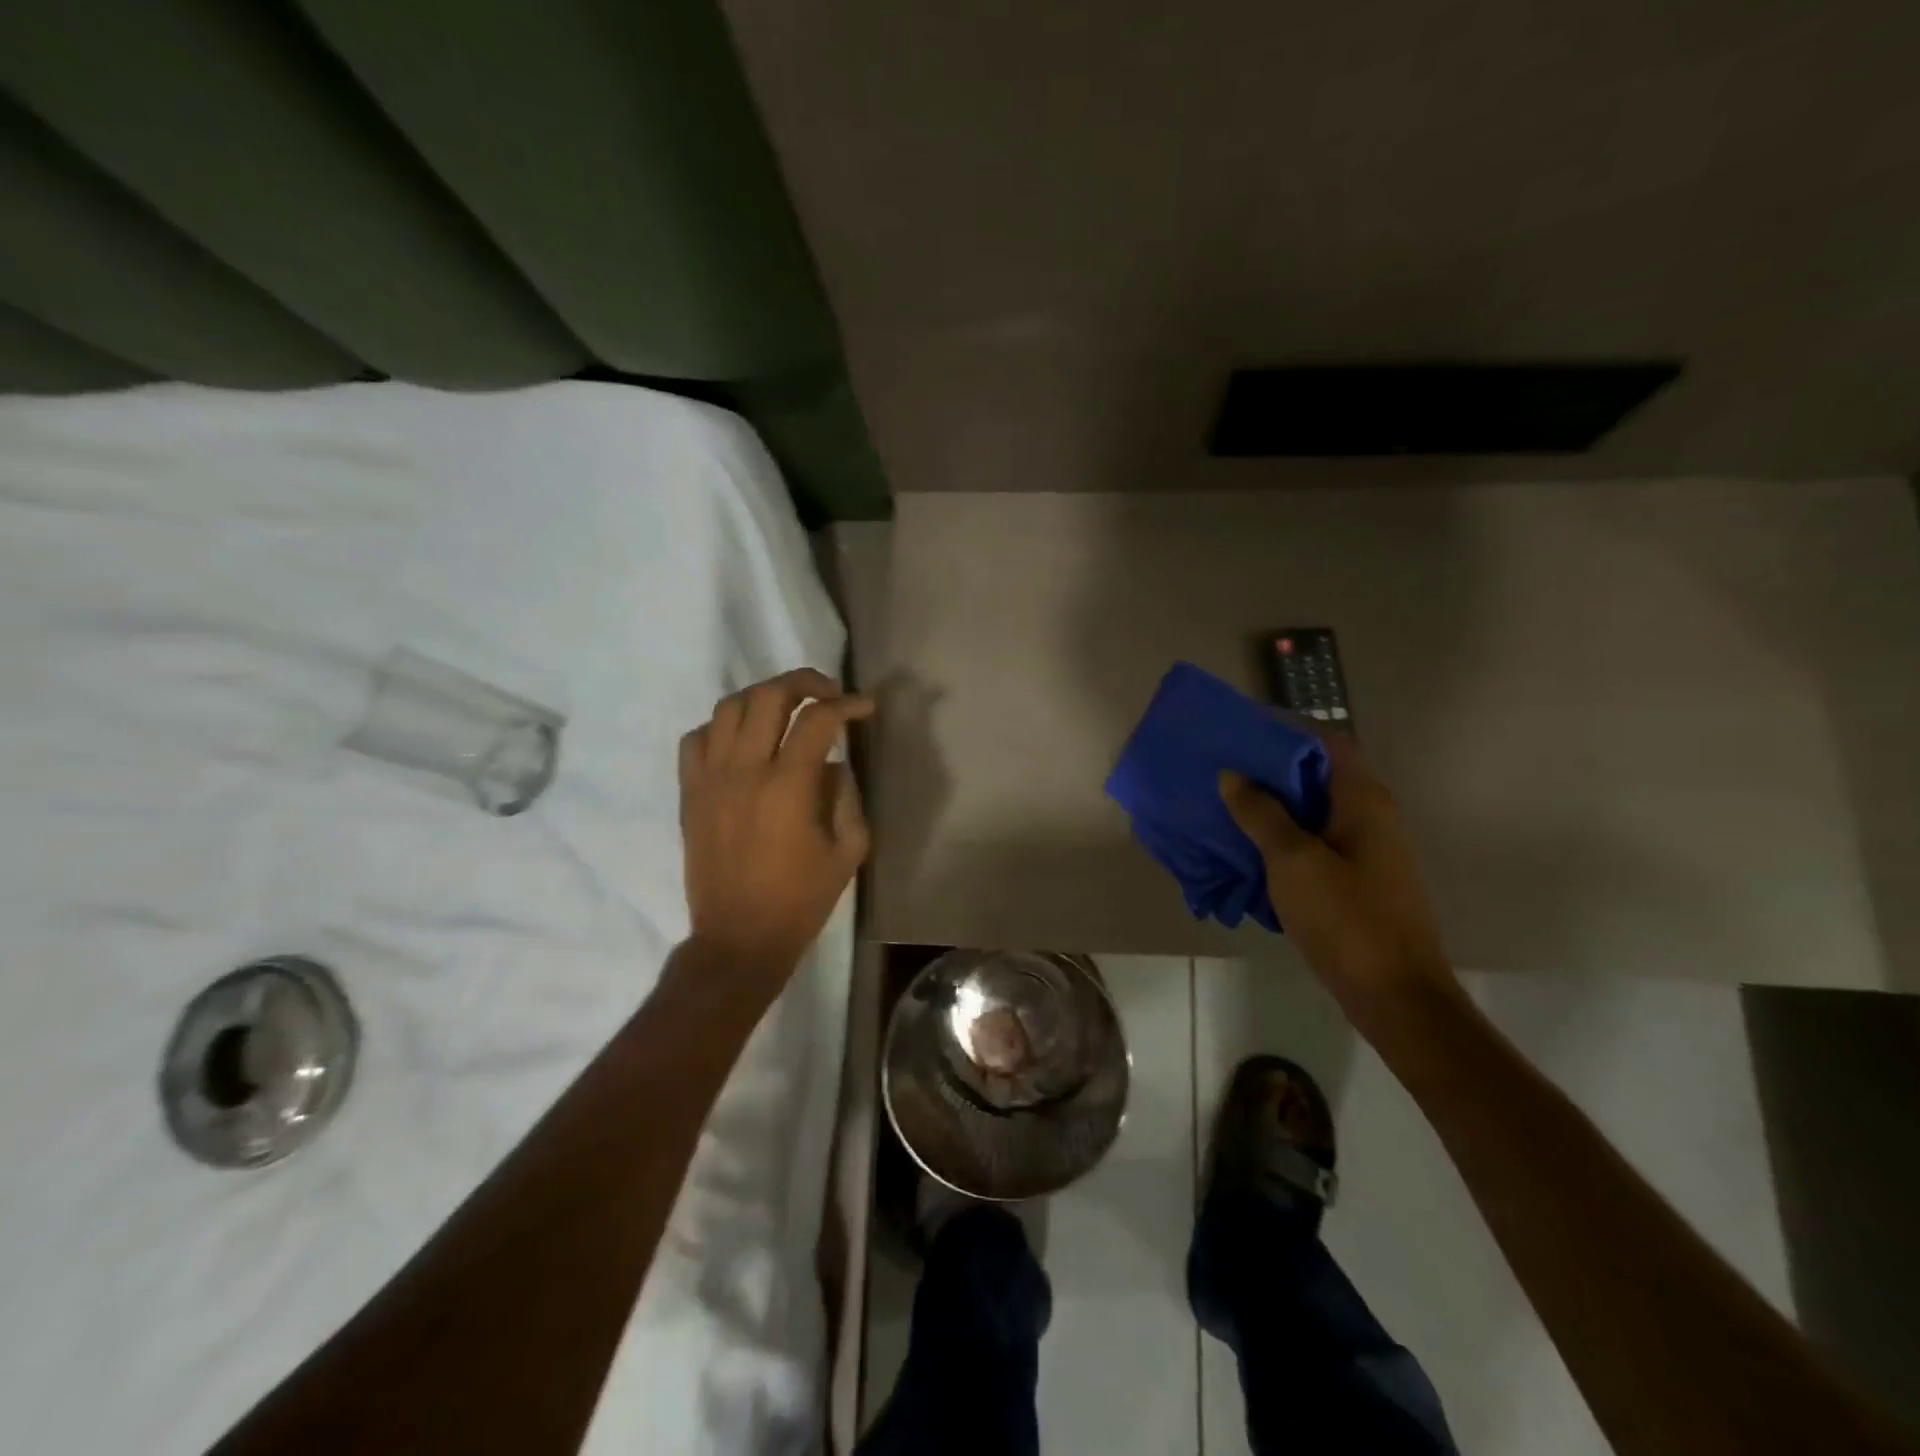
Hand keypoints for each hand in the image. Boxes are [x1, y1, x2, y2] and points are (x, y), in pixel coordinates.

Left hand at [679, 669, 874, 979]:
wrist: (739, 939)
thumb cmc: (800, 900)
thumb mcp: (848, 852)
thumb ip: (848, 798)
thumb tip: (835, 764)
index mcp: (788, 787)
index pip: (818, 720)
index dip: (848, 705)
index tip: (865, 708)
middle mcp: (744, 771)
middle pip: (768, 696)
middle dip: (804, 682)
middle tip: (827, 692)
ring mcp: (710, 779)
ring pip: (728, 708)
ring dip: (762, 697)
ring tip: (785, 708)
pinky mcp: (690, 794)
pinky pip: (695, 739)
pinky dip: (720, 727)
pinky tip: (742, 740)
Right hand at [1218, 732, 1459, 1033]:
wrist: (1394, 996)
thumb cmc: (1346, 919)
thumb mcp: (1293, 861)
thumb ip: (1261, 814)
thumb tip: (1233, 776)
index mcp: (1363, 800)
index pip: (1328, 743)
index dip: (1286, 735)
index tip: (1242, 741)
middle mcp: (1371, 816)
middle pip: (1317, 778)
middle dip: (1270, 775)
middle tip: (1223, 777)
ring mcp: (1366, 851)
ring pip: (1313, 814)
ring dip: (1273, 812)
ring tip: (1226, 812)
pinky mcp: (1357, 881)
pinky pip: (1314, 846)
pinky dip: (1283, 843)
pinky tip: (1249, 855)